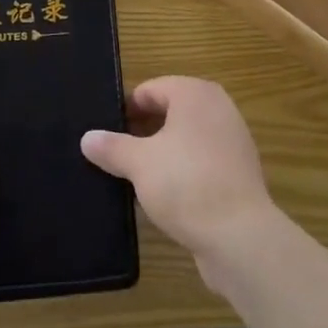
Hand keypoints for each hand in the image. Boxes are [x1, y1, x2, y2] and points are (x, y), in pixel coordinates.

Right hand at [80, 77, 276, 285]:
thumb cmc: (186, 184)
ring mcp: (232, 141)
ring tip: (133, 175)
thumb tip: (87, 138)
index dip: (126, 109)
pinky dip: (181, 171)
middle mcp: (217, 108)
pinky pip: (201, 162)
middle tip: (114, 153)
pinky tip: (162, 195)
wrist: (240, 237)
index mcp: (195, 94)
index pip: (151, 89)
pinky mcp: (238, 173)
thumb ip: (112, 147)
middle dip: (142, 130)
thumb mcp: (139, 163)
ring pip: (185, 138)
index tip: (105, 132)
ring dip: (161, 152)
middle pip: (170, 111)